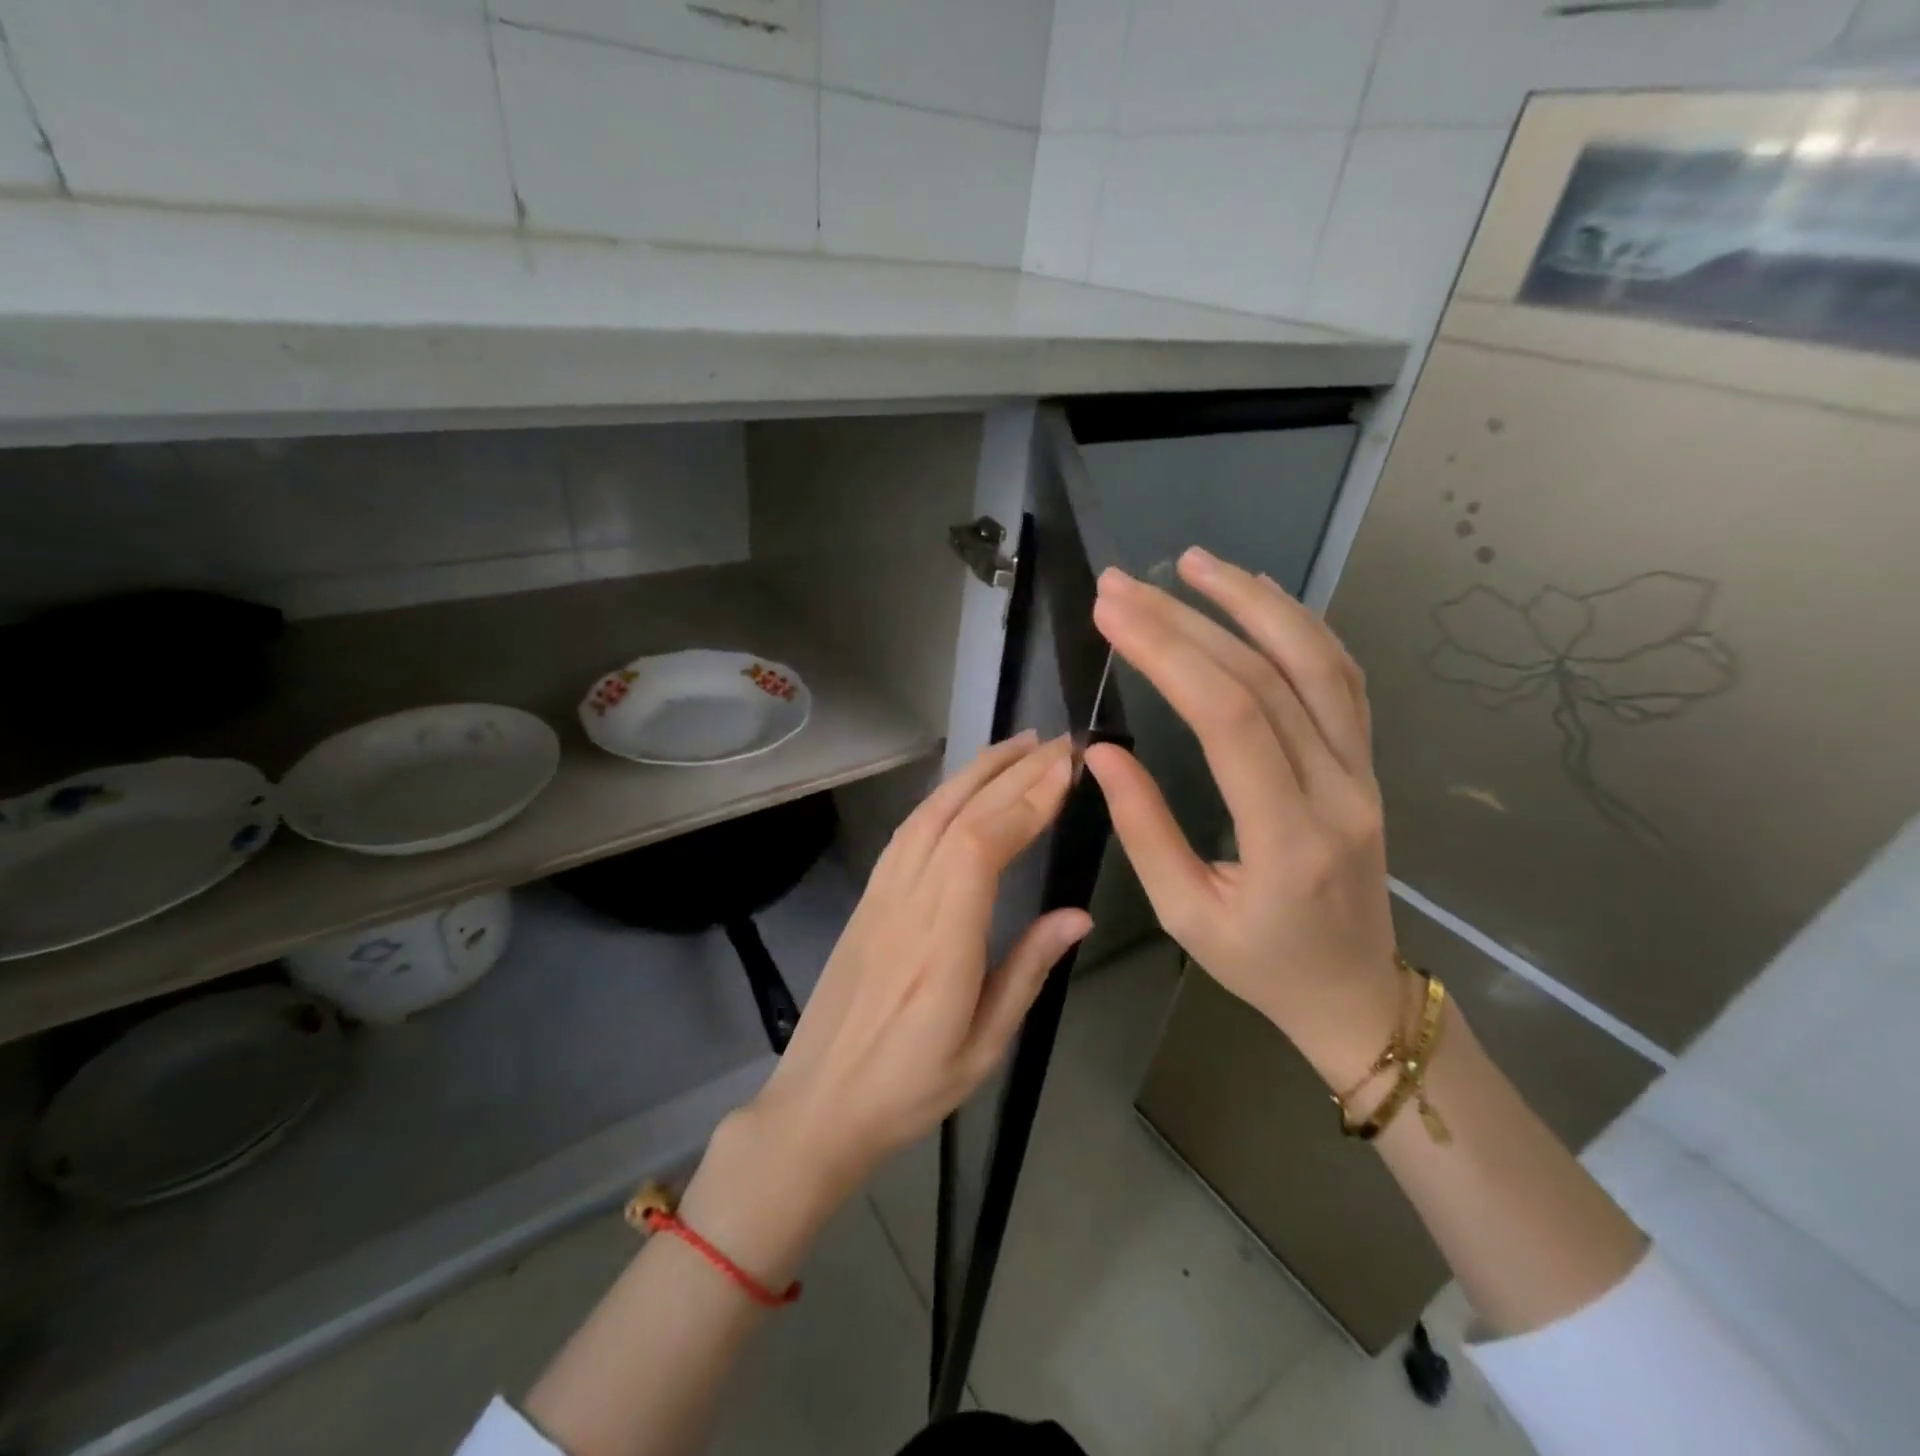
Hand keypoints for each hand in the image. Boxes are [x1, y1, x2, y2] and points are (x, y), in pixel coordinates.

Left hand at [747, 732, 1089, 1201]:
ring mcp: (881, 893)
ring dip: (975, 771)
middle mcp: (907, 900)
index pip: (982, 843)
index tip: (1068, 768)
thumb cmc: (908, 1088)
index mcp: (941, 940)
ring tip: (1019, 747)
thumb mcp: (984, 1046)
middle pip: (959, 814)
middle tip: (1060, 742)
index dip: (1025, 798)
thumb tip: (1078, 914)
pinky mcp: (868, 897)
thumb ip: (1027, 970)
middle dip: (1013, 770)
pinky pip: (908, 830)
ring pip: (929, 811)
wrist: (818, 1104)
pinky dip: (942, 796)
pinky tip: (964, 788)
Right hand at [1083, 548, 1400, 1084]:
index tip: (1112, 613)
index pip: (1230, 720)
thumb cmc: (1261, 964)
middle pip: (1265, 677)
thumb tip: (1102, 752)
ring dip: (1253, 601)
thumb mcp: (1185, 915)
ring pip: (1318, 662)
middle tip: (1121, 585)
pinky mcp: (1364, 762)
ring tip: (1194, 562)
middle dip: (1186, 619)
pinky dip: (1299, 625)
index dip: (1169, 654)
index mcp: (1288, 838)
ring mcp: (1362, 771)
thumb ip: (1144, 830)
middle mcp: (1337, 791)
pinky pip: (1341, 679)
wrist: (1354, 991)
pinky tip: (1258, 595)